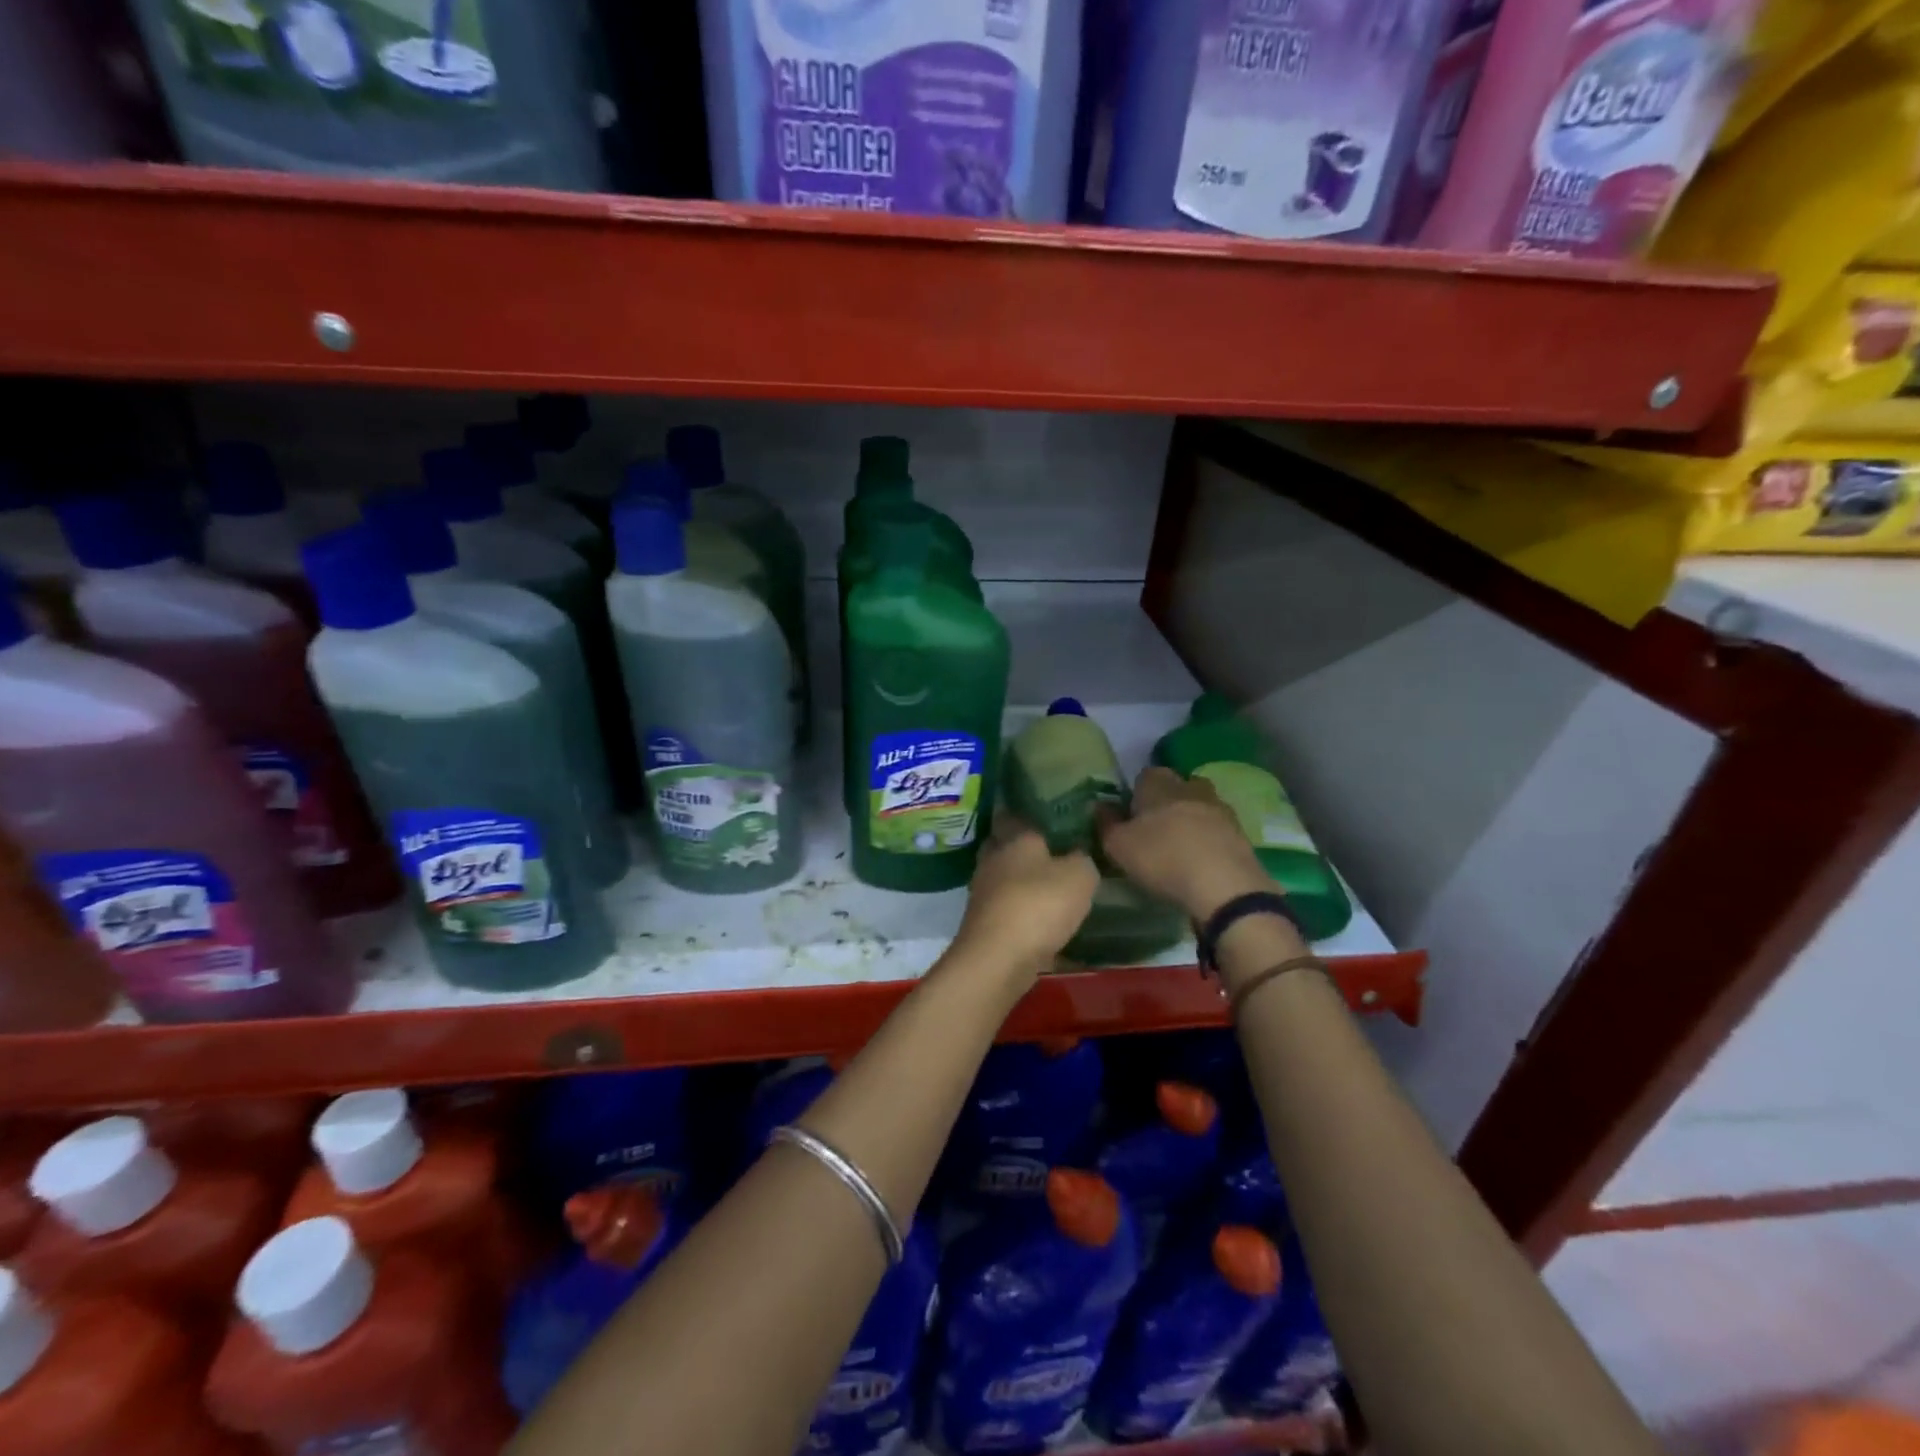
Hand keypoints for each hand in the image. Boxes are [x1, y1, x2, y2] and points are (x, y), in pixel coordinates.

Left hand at [952, 820, 1098, 981]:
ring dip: (1022, 883)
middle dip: (1025, 850)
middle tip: (1054, 854)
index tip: (1049, 817)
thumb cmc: (1040, 904)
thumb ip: (1082, 858)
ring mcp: (983, 892)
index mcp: (1014, 838)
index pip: (1014, 814)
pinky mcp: (983, 922)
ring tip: (1052, 890)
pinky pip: (1006, 909)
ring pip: (1005, 878)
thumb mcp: (1080, 875)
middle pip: (1006, 846)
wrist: (999, 958)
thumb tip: (1078, 853)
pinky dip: (1021, 912)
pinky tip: (1043, 922)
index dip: (1030, 815)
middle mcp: (993, 859)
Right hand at [1099, 767, 1270, 921]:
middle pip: (1177, 786)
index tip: (1131, 816)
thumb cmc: (1162, 858)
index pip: (1145, 775)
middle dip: (1168, 802)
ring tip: (1180, 847)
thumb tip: (1100, 807)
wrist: (1224, 886)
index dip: (1137, 793)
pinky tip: (1201, 862)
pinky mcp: (1241, 833)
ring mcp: (1220, 809)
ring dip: (1192, 820)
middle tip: (1156, 830)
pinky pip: (1219, 829)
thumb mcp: (1118, 846)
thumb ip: (1106, 824)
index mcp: (1159, 784)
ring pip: (1201, 805)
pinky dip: (1210, 840)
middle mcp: (1191, 787)